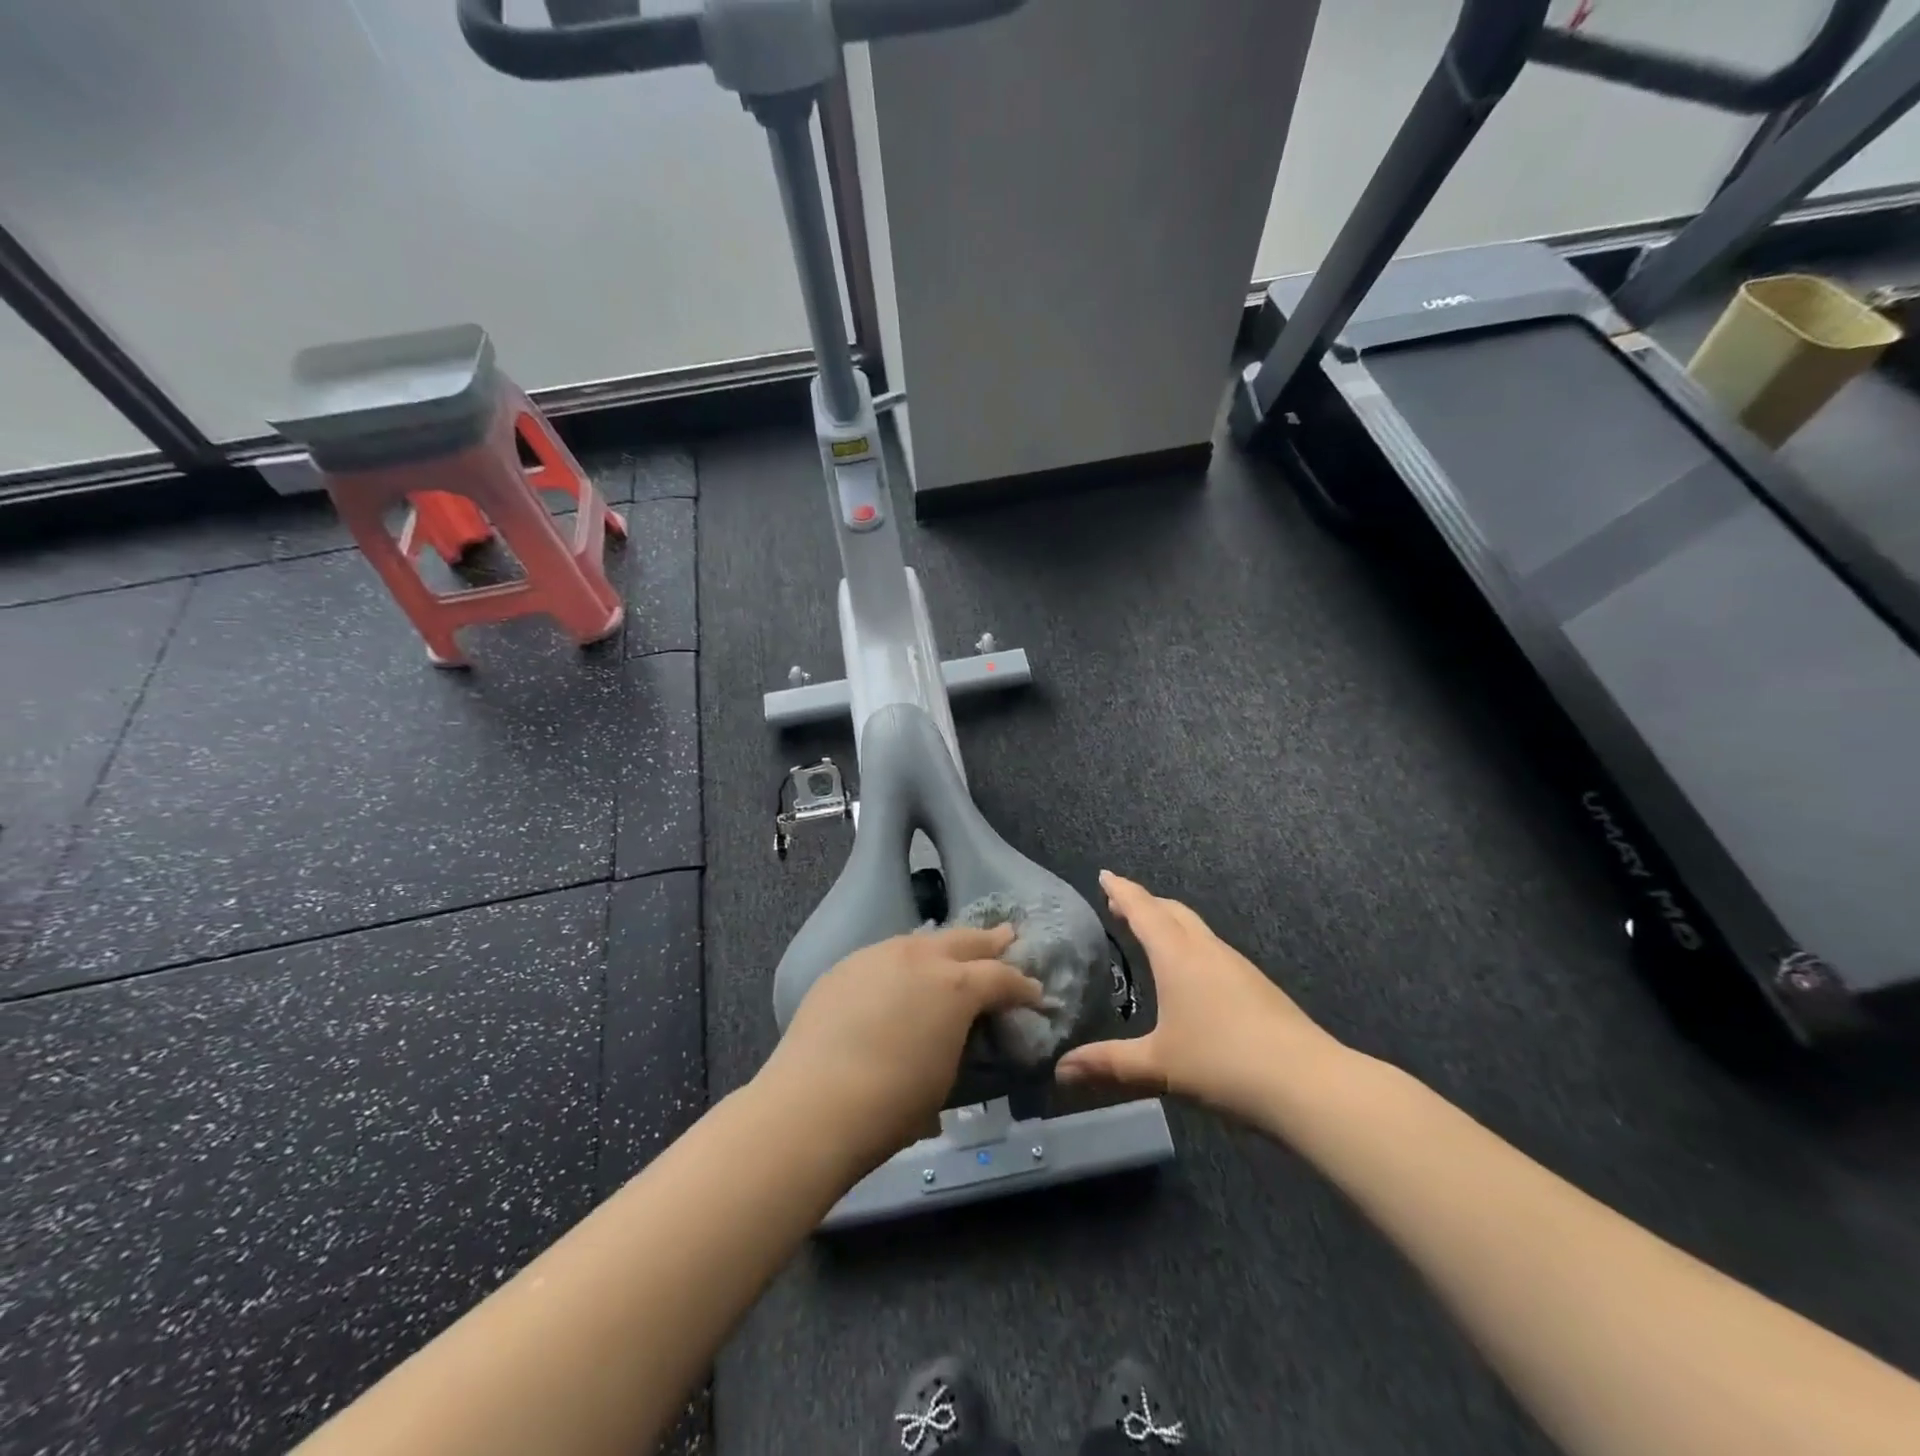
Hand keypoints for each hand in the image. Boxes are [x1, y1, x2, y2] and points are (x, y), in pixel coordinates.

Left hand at [760, 925, 1042, 1171]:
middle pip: (965, 940)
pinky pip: (887, 954)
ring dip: (945, 946)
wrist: (813, 1104)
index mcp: (956, 986)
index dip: (1023, 987)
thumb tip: (960, 1027)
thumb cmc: (892, 1104)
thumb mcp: (947, 1075)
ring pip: (923, 940)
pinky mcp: (847, 965)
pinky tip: (903, 974)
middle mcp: (921, 957)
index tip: (1035, 994)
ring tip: (956, 950)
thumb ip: (961, 1038)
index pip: (1002, 978)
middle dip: (991, 942)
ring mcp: (879, 955)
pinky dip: (906, 960)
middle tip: (1009, 937)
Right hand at [1056, 872, 1340, 1122]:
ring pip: (1196, 929)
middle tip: (1120, 905)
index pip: (1143, 910)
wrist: (1308, 1083)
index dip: (1122, 891)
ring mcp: (1237, 966)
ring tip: (1152, 934)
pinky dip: (1190, 945)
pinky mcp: (1258, 986)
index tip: (1105, 875)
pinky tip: (1192, 974)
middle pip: (1173, 911)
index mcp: (1177, 956)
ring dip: (1170, 923)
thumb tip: (1060, 1070)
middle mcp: (1206, 950)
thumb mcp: (1158, 1066)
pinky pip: (1213, 950)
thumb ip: (1108, 1065)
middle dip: (1145, 903)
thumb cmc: (1223, 1063)